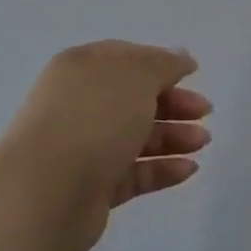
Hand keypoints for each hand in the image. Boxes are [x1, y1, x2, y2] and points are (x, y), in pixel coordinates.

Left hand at [0, 42, 210, 250]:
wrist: (45, 193)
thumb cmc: (94, 118)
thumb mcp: (137, 77)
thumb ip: (164, 64)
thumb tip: (180, 56)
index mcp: (83, 68)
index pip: (126, 58)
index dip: (160, 64)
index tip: (192, 74)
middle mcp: (79, 104)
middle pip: (134, 99)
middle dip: (173, 103)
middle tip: (205, 112)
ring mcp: (83, 147)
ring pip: (136, 136)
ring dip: (173, 136)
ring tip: (203, 142)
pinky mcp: (91, 188)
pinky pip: (132, 172)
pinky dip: (161, 169)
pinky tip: (189, 169)